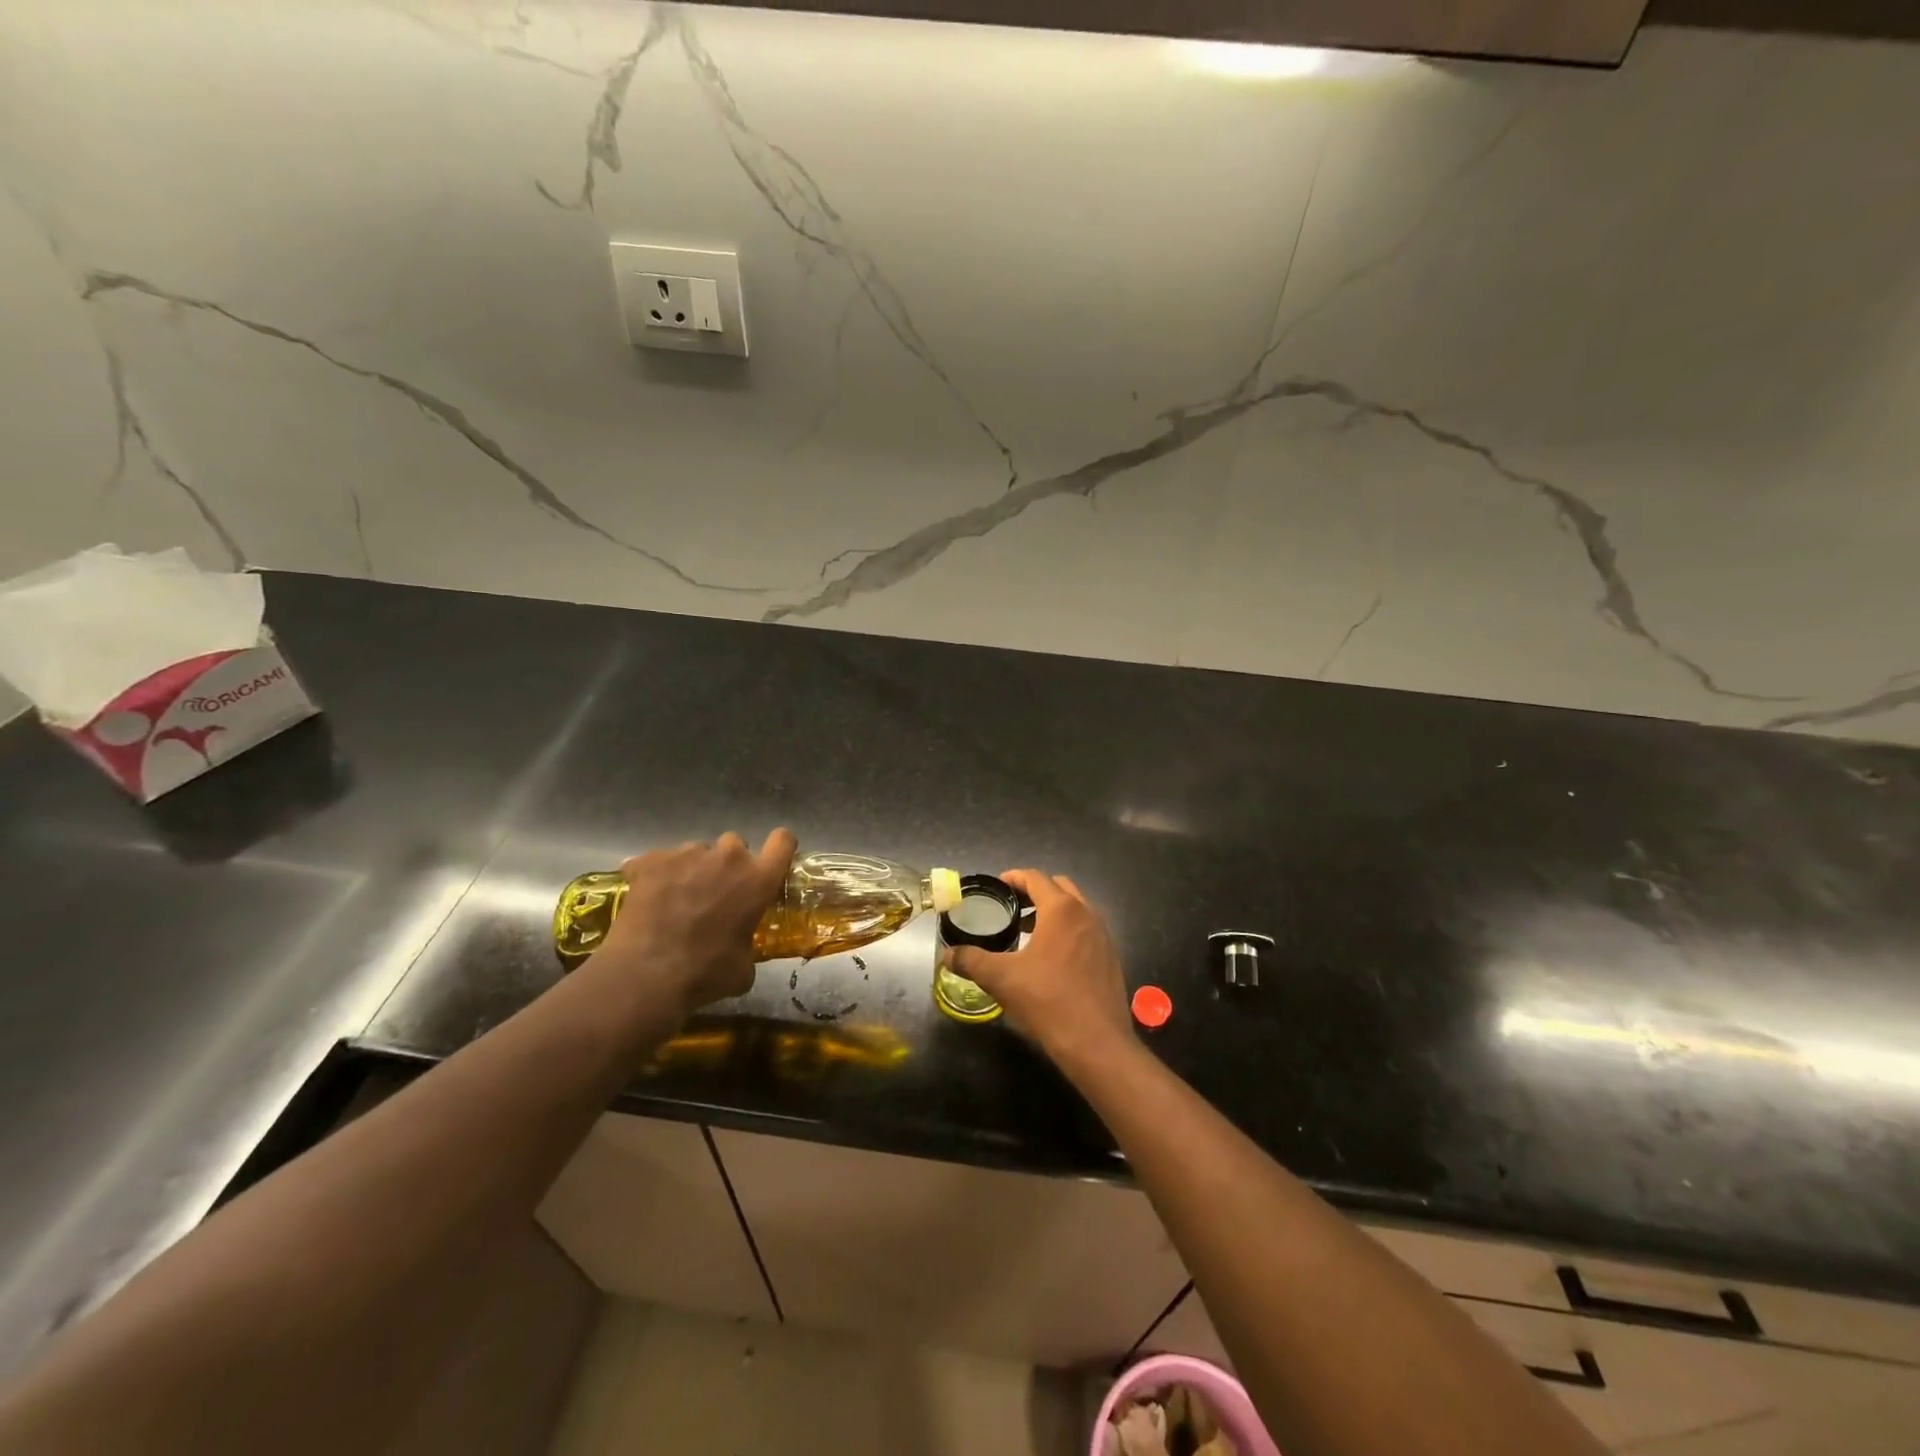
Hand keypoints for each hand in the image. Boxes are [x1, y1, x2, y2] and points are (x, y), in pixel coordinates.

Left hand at [591, 828, 796, 1017]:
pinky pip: (658, 860)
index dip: (778, 847)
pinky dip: (655, 874)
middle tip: (715, 893)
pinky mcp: (651, 860)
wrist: (647, 976)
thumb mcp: (743, 968)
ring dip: (693, 869)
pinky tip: (647, 899)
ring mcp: (688, 855)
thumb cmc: (705, 974)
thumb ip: (747, 944)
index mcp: (758, 880)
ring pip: (696, 851)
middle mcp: (728, 858)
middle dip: (728, 864)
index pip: (783, 841)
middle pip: (735, 844)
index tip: (769, 862)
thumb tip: (740, 948)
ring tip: (676, 899)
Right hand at [946, 870, 1131, 1067]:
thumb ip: (971, 960)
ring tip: (1027, 931)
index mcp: (1061, 909)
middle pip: (1059, 886)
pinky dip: (1067, 930)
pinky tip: (1050, 958)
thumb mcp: (1001, 979)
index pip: (1035, 877)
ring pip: (1076, 908)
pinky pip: (1086, 930)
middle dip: (1034, 891)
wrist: (1096, 1043)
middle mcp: (1087, 913)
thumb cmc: (1047, 1000)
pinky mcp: (1110, 957)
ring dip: (1052, 911)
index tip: (996, 888)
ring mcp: (1103, 935)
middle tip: (1011, 907)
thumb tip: (947, 954)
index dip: (1013, 878)